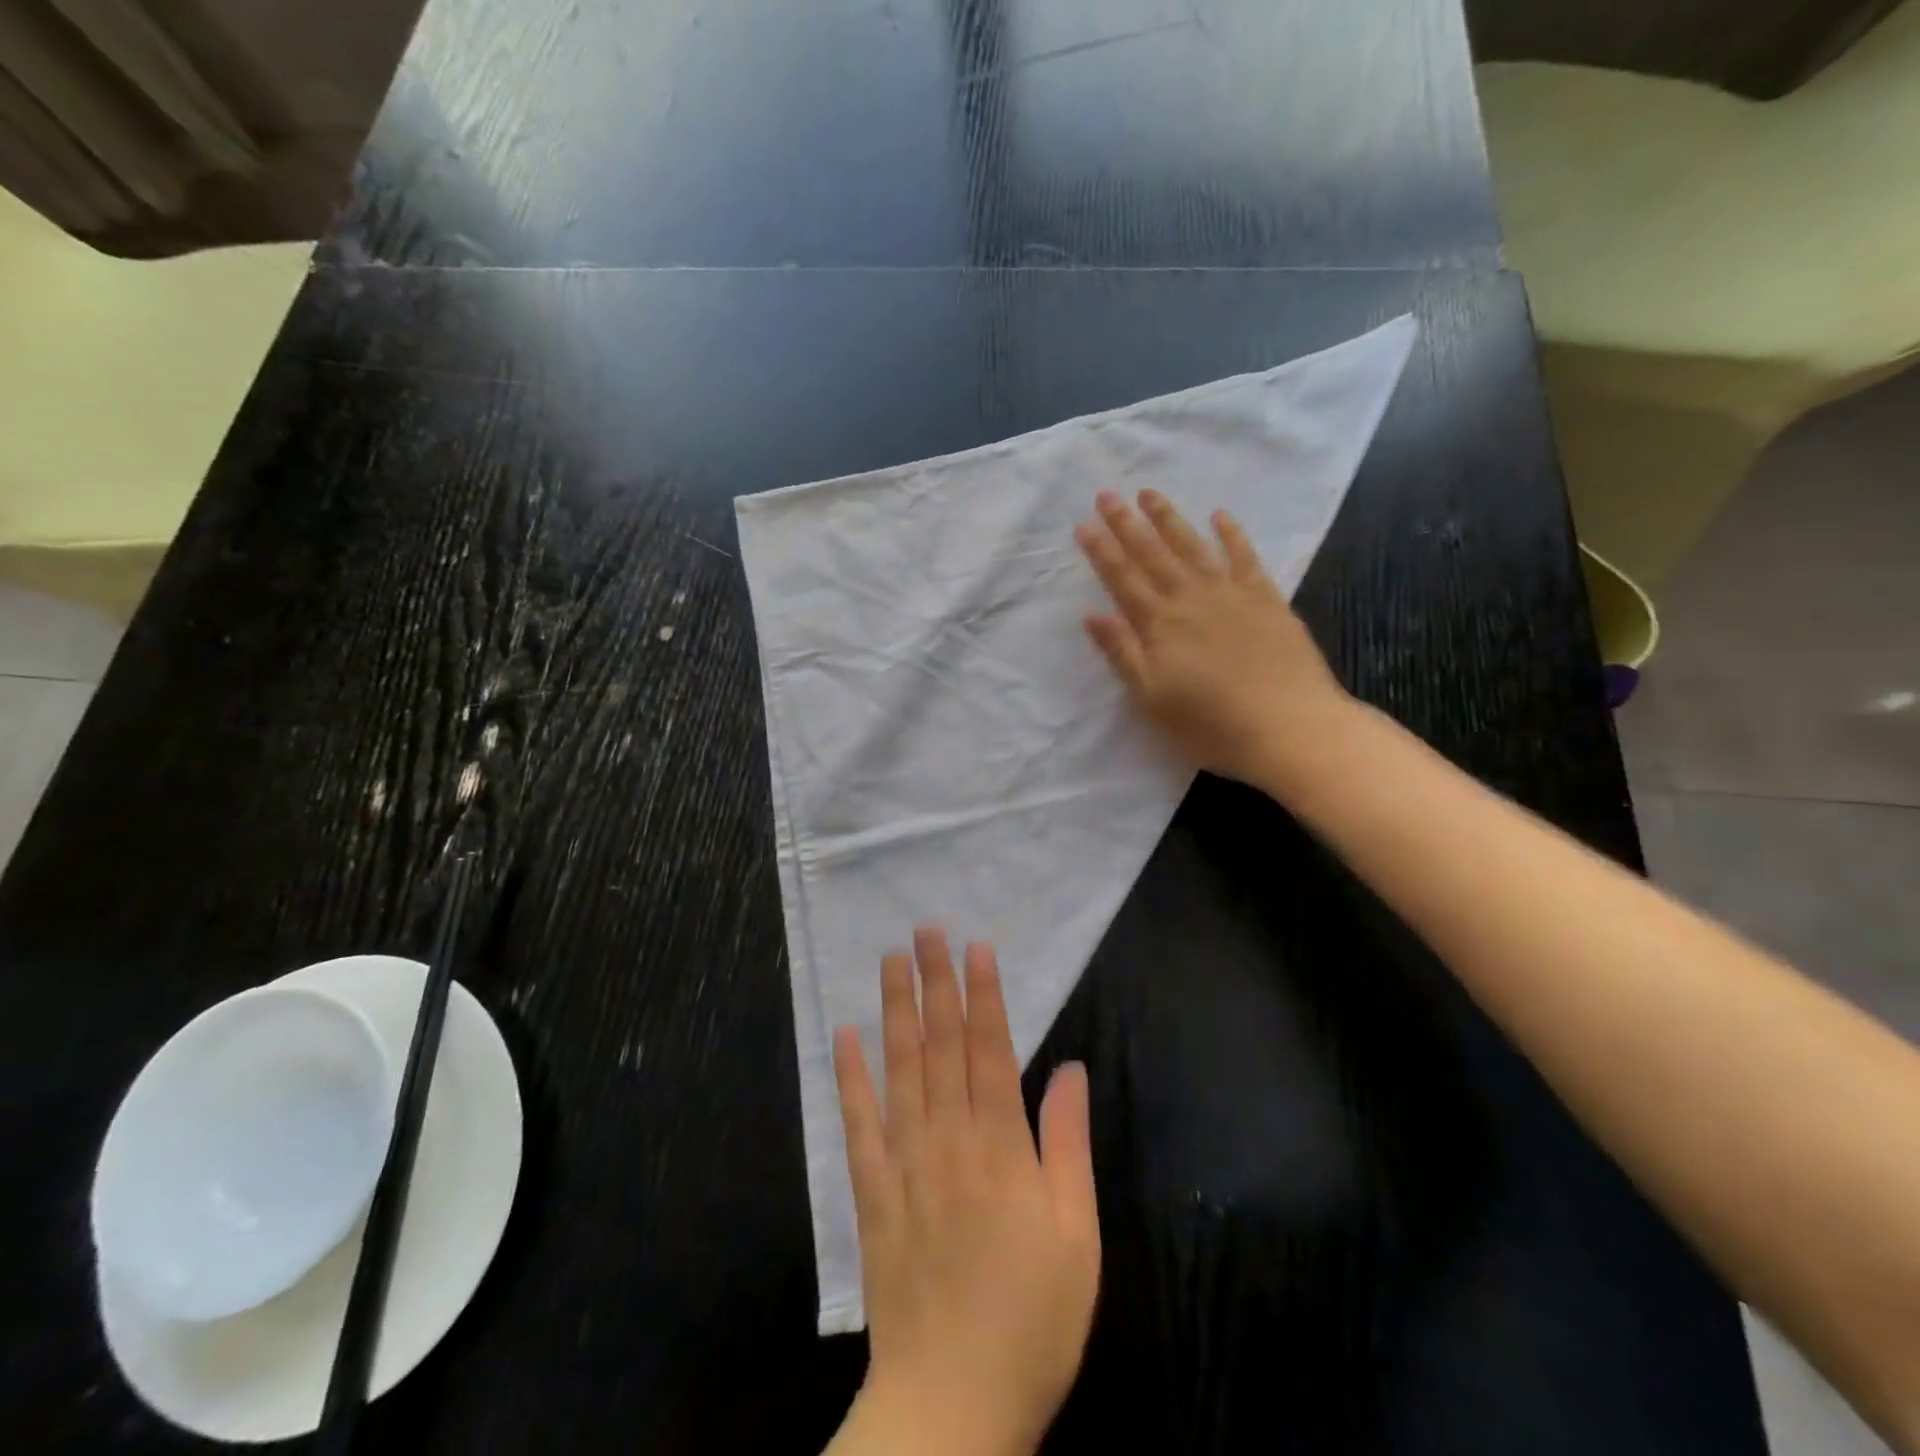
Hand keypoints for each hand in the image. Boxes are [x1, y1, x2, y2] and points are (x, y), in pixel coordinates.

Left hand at [829, 929, 1099, 1455]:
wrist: (953, 1402)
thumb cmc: (1032, 1318)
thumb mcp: (1075, 1234)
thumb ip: (1068, 1144)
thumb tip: (1069, 1068)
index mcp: (1001, 1146)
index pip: (990, 1049)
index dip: (982, 995)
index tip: (974, 947)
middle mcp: (948, 1139)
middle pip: (940, 1045)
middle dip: (935, 982)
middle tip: (925, 930)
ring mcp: (904, 1162)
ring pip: (899, 1069)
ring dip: (895, 1010)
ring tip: (889, 961)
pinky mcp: (871, 1192)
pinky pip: (858, 1124)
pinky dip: (849, 1076)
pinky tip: (843, 1035)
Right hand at [1074, 488, 1354, 789]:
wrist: (1289, 727)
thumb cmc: (1211, 724)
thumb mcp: (1152, 698)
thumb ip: (1123, 654)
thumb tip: (1092, 615)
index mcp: (1160, 625)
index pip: (1123, 579)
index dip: (1102, 551)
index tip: (1083, 524)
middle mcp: (1191, 599)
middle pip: (1153, 554)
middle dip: (1127, 524)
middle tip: (1108, 494)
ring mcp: (1231, 594)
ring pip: (1193, 547)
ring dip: (1170, 519)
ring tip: (1150, 493)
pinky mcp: (1267, 599)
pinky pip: (1245, 557)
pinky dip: (1232, 535)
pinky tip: (1220, 516)